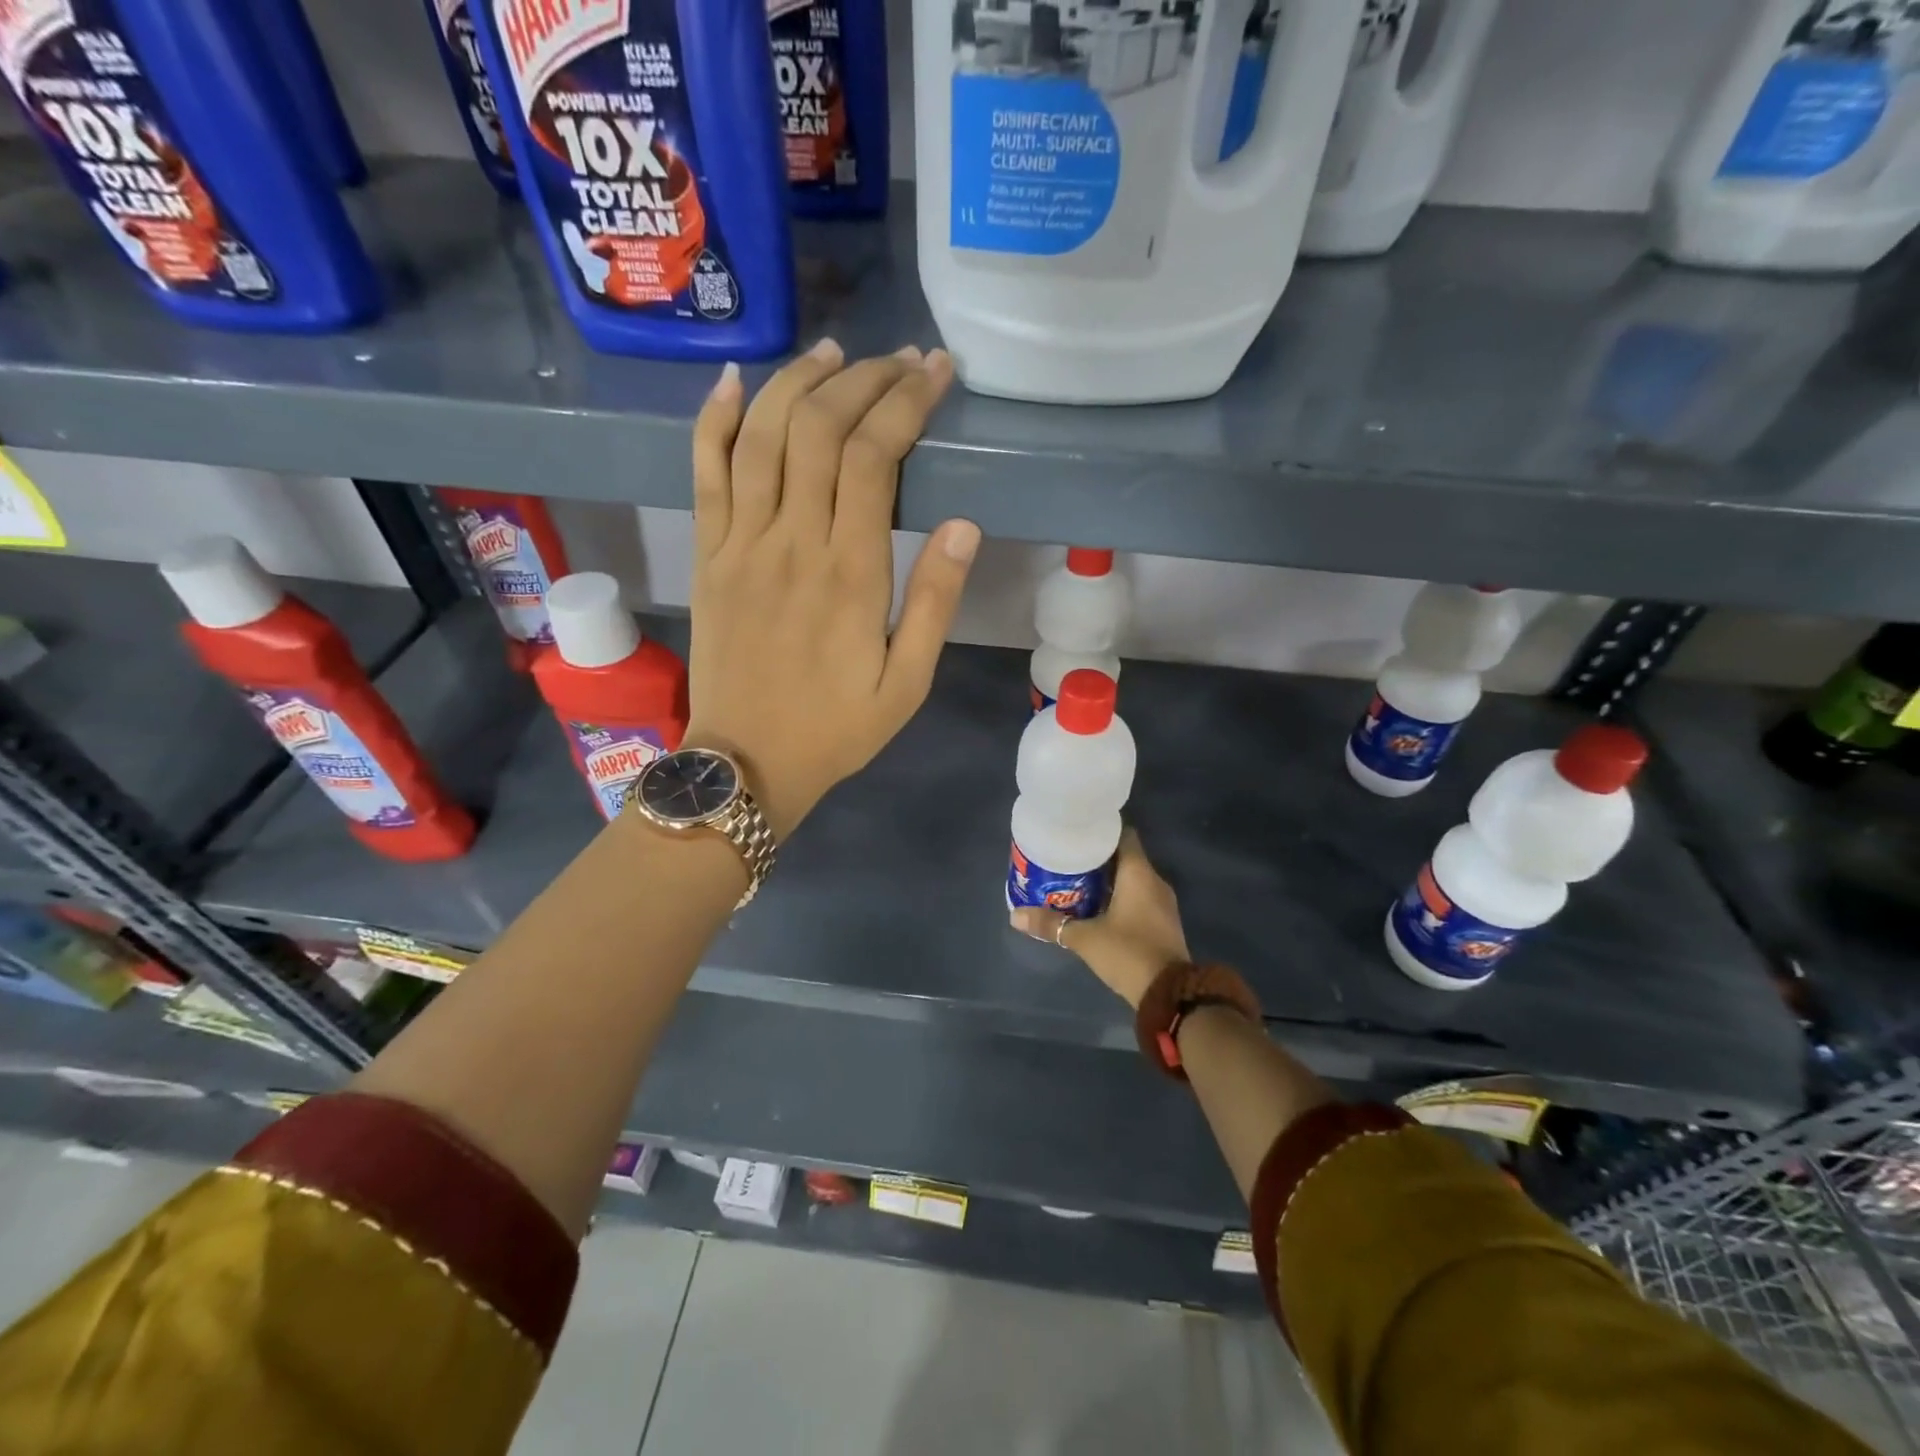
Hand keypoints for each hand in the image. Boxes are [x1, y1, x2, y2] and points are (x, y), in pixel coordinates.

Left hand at [686, 340, 980, 840]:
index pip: (873, 458)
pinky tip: (737, 380)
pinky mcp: (706, 554)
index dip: (905, 402)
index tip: (934, 373)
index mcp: (849, 574)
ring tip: (834, 353)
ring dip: (798, 381)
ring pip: (762, 436)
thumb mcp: (906, 684)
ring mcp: (738, 544)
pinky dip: (716, 419)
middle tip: (898, 360)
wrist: (744, 763)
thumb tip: (964, 526)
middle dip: (863, 379)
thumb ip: (933, 604)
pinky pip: (703, 472)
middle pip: (819, 429)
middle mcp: (790, 543)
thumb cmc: (834, 729)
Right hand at [1010, 829, 1188, 1008]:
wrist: (1170, 995)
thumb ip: (1051, 924)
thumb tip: (1015, 916)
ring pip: (1131, 879)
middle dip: (1097, 857)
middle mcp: (1154, 881)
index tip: (1077, 831)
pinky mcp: (1162, 923)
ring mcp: (1162, 904)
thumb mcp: (1085, 938)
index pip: (1123, 834)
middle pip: (1124, 857)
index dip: (1101, 830)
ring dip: (1106, 880)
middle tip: (1067, 857)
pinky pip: (1138, 898)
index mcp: (1139, 873)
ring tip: (1074, 881)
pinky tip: (1094, 907)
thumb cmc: (1128, 953)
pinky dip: (1118, 897)